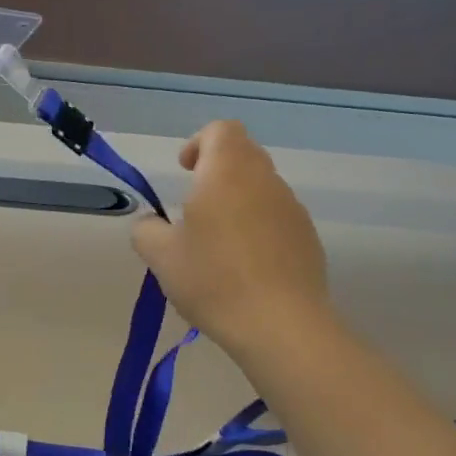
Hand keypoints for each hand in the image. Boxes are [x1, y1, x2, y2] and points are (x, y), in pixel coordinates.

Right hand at [131, 120, 330, 354]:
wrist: (281, 325)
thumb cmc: (214, 280)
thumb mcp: (161, 257)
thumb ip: (146, 230)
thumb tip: (150, 223)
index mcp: (228, 172)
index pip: (221, 130)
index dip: (199, 143)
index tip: (185, 171)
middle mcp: (265, 181)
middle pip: (244, 155)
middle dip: (217, 172)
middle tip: (194, 207)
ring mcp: (292, 209)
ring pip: (262, 188)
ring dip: (238, 202)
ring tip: (217, 243)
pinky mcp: (308, 239)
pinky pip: (278, 218)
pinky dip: (258, 228)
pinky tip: (244, 268)